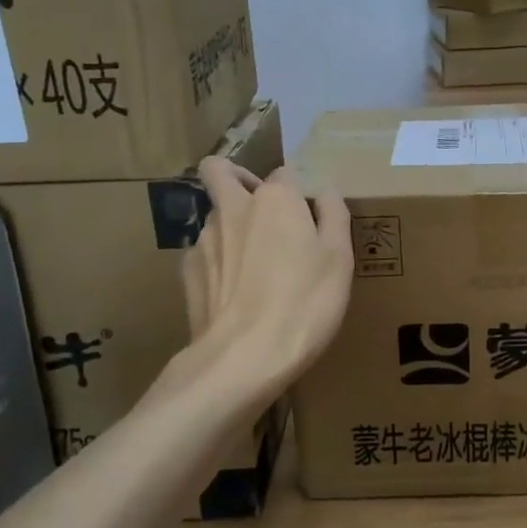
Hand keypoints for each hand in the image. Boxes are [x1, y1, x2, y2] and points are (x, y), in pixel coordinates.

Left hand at [183, 160, 353, 392]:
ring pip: (213, 216)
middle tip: (259, 208)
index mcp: (275, 199)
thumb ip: (334, 216)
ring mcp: (204, 239)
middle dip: (235, 178)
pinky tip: (234, 293)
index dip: (297, 192)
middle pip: (219, 171)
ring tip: (254, 268)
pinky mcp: (187, 272)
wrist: (244, 356)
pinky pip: (203, 254)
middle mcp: (234, 208)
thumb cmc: (304, 302)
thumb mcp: (339, 259)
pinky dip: (217, 263)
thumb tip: (325, 191)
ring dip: (230, 228)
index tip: (309, 219)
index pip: (284, 174)